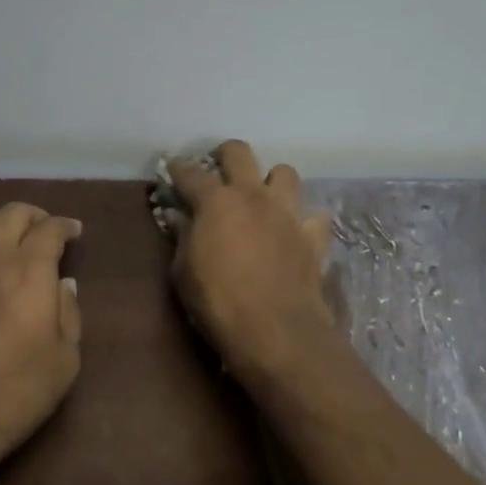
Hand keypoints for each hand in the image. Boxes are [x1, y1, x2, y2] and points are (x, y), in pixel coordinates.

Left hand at [0, 203, 82, 484]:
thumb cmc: (12, 393)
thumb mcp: (63, 362)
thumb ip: (69, 314)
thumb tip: (63, 285)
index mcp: (29, 269)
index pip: (50, 228)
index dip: (66, 226)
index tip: (75, 232)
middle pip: (12, 213)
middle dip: (34, 216)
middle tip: (46, 233)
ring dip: (1, 225)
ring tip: (11, 243)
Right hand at [164, 141, 339, 380]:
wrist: (276, 331)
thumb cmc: (218, 301)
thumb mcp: (183, 271)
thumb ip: (183, 237)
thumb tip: (179, 217)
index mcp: (216, 201)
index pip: (190, 173)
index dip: (178, 167)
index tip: (171, 167)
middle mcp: (253, 195)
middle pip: (239, 152)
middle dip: (225, 155)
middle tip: (218, 170)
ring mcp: (287, 213)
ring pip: (285, 172)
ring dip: (271, 181)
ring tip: (262, 198)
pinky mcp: (313, 236)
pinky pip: (314, 216)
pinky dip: (303, 220)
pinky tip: (294, 232)